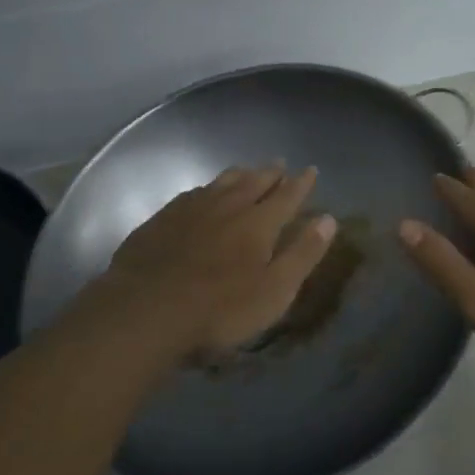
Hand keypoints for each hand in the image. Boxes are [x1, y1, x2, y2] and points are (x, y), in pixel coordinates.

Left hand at [93, 164, 335, 357]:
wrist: (146, 310)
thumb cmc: (220, 309)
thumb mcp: (274, 290)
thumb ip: (303, 253)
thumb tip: (329, 219)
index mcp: (259, 223)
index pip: (287, 196)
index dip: (301, 183)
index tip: (311, 170)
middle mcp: (228, 206)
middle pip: (254, 182)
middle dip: (271, 173)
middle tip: (280, 164)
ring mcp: (192, 209)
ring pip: (222, 182)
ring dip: (240, 174)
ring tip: (248, 169)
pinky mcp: (163, 219)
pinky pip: (193, 193)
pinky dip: (208, 188)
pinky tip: (204, 192)